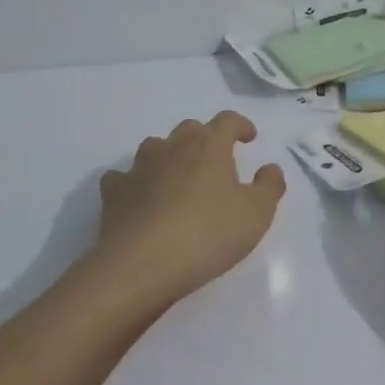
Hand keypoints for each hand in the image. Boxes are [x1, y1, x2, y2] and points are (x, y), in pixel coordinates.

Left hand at [95, 111, 285, 310]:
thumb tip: (270, 168)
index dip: (240, 125)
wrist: (142, 264)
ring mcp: (139, 167)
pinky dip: (133, 183)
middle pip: (190, 129)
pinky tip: (139, 198)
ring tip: (177, 178)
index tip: (248, 137)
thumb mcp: (256, 215)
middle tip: (215, 161)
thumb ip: (269, 187)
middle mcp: (172, 147)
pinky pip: (123, 177)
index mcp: (209, 146)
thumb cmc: (208, 234)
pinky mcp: (114, 192)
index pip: (227, 121)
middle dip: (204, 139)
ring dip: (168, 156)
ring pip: (155, 147)